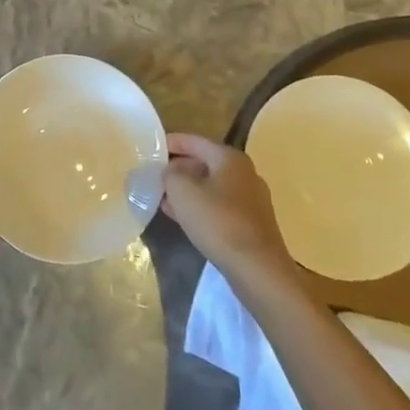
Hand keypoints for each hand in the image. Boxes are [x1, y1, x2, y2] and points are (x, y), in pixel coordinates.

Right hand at [160, 133, 292, 281]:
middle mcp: (244, 173)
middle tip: (154, 175)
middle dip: (178, 168)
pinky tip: (183, 218)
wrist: (257, 268)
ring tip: (163, 198)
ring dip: (188, 190)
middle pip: (205, 163)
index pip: (195, 141)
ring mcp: (251, 199)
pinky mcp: (251, 223)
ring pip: (211, 186)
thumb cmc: (218, 221)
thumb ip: (170, 174)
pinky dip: (200, 207)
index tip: (152, 148)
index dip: (171, 142)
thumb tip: (169, 170)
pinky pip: (219, 206)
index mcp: (229, 157)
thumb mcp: (182, 191)